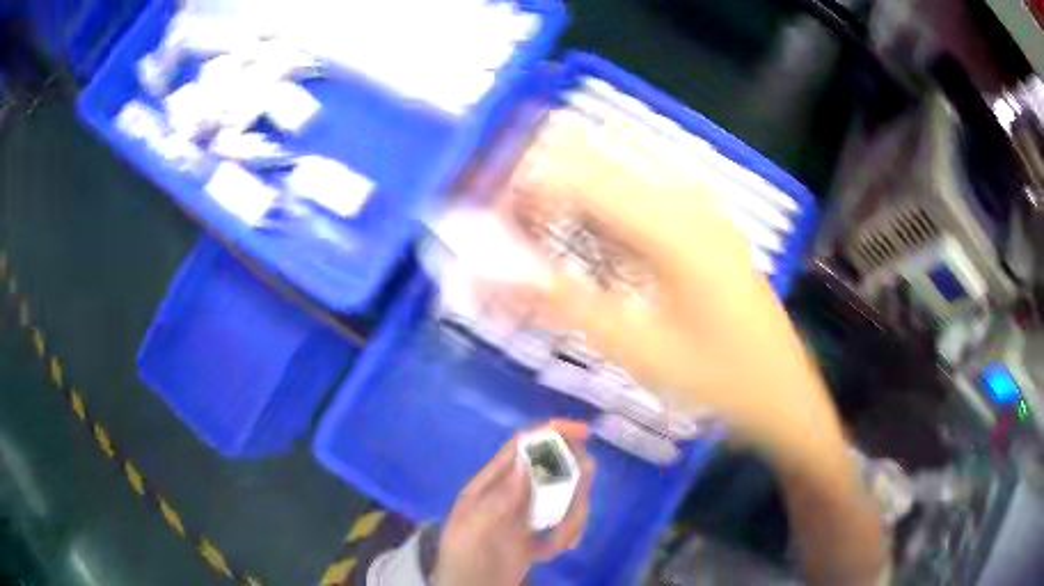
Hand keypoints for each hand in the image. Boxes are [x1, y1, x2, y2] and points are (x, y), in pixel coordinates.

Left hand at [433, 420, 595, 585]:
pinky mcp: (537, 538)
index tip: (583, 433)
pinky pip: (563, 528)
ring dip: (572, 517)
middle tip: (579, 496)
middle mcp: (511, 495)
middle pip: (551, 471)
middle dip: (572, 481)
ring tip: (560, 542)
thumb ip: (498, 500)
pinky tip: (555, 551)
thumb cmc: (463, 559)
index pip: (521, 448)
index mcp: (490, 486)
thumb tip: (524, 465)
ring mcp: (526, 517)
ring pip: (563, 500)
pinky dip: (567, 537)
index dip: (550, 434)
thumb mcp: (473, 529)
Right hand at [493, 134, 839, 456]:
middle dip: (535, 192)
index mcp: (669, 223)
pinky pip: (633, 196)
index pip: (569, 170)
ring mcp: (695, 204)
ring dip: (564, 203)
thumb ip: (558, 305)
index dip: (516, 189)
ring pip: (608, 175)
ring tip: (542, 255)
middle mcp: (682, 196)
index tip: (487, 232)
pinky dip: (596, 215)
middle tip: (510, 247)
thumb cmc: (718, 380)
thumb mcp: (636, 350)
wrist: (783, 392)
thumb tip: (487, 278)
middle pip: (586, 160)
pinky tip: (591, 256)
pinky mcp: (700, 219)